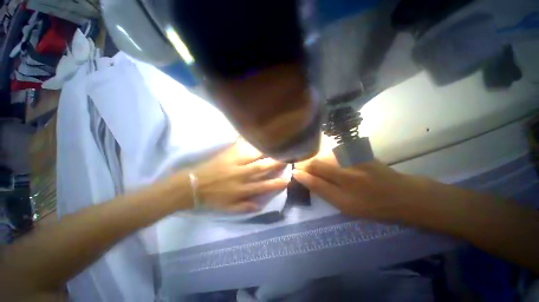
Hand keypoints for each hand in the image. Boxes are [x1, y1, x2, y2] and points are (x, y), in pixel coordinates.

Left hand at [192, 139, 288, 212]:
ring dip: (266, 150)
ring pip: (254, 155)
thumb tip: (261, 205)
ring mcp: (235, 163)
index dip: (277, 183)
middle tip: (287, 156)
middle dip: (276, 162)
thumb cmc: (212, 198)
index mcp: (243, 189)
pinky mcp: (228, 154)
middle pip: (263, 167)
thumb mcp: (229, 208)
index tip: (288, 179)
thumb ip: (246, 206)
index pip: (265, 186)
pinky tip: (255, 134)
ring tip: (276, 144)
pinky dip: (248, 139)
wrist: (193, 186)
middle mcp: (242, 175)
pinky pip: (240, 145)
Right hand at [293, 158, 425, 220]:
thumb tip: (300, 176)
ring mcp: (353, 156)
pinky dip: (327, 158)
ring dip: (316, 161)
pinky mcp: (358, 151)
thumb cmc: (371, 205)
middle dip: (306, 165)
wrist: (401, 194)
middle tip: (302, 170)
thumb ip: (320, 189)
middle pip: (317, 161)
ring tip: (316, 170)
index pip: (314, 173)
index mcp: (344, 185)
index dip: (301, 172)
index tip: (294, 173)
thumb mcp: (344, 205)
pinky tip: (331, 165)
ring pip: (324, 155)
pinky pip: (334, 152)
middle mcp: (348, 167)